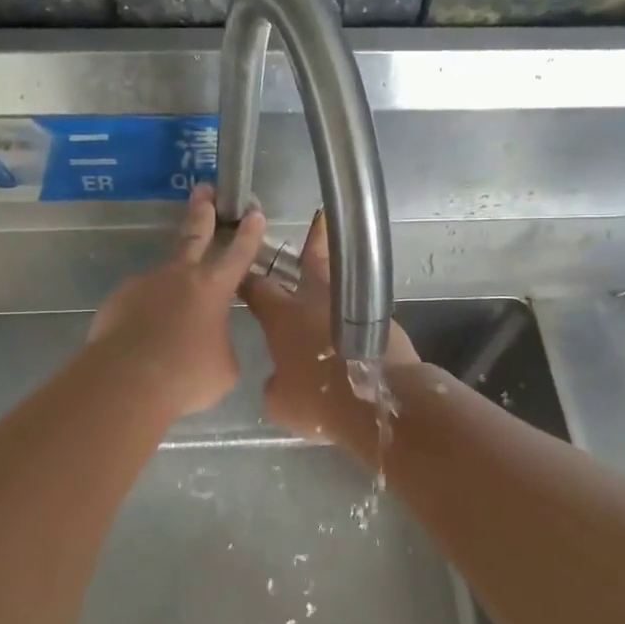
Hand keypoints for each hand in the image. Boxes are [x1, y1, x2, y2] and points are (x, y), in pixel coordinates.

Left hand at [88, 184, 267, 419]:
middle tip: (204, 190)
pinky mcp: (118, 300)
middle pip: (194, 235)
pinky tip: (144, 339)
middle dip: (202, 211)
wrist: (128, 381)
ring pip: (163, 279)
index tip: (253, 211)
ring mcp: (145, 284)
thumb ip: (222, 345)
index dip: (249, 233)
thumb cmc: (187, 375)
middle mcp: (180, 276)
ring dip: (169, 292)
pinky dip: (145, 316)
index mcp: (214, 288)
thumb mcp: (224, 367)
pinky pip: (138, 304)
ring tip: (169, 323)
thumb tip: (212, 343)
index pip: (238, 253)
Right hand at [241, 213, 419, 457]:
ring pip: (343, 280)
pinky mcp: (382, 320)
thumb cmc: (320, 402)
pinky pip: (362, 308)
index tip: (242, 272)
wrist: (380, 403)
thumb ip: (275, 382)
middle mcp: (316, 302)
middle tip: (317, 220)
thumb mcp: (280, 402)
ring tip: (342, 257)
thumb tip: (282, 377)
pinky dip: (356, 309)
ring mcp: (353, 306)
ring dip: (338, 270)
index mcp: (283, 317)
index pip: (258, 288)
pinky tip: (356, 319)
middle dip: (311, 242)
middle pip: (311, 261)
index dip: (247, 280)